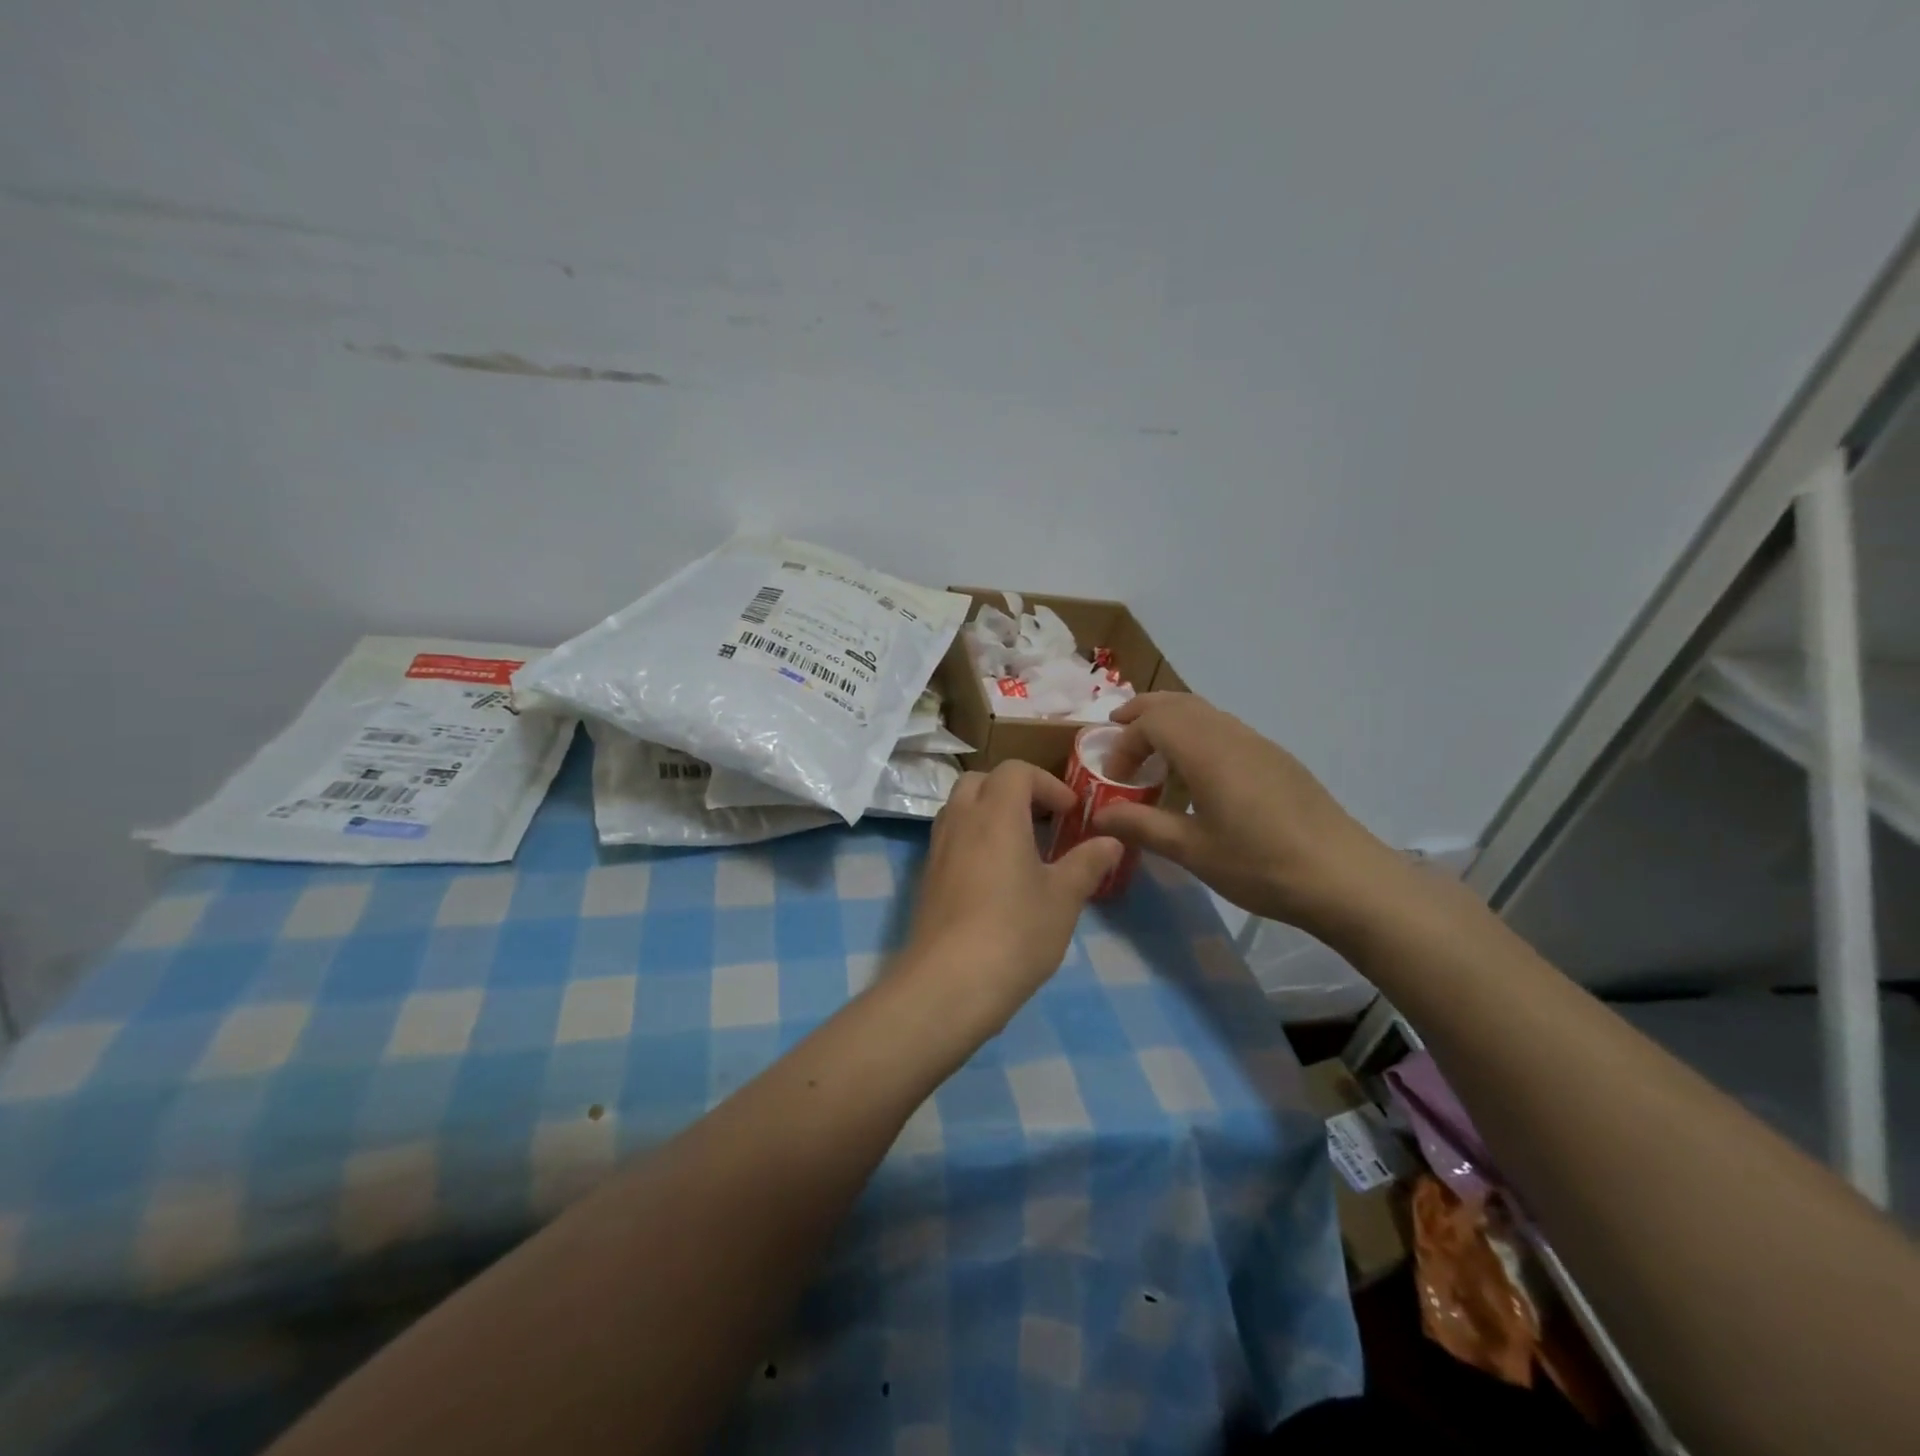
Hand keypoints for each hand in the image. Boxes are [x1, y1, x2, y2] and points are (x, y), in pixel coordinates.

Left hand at [902, 761, 1122, 1037]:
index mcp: (996, 814)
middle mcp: (960, 821)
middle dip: (1013, 790)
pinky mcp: (927, 878)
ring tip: (1020, 847)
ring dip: (989, 812)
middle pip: (980, 780)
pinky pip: (950, 839)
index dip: (1047, 782)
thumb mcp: (1063, 898)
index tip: (1070, 812)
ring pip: (960, 808)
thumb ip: (1087, 863)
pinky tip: (995, 878)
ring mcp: (937, 850)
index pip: (1015, 771)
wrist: (948, 983)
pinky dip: (973, 839)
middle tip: (1043, 820)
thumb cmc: (1014, 932)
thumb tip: (1110, 842)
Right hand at [1093, 694, 1403, 935]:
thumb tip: (1098, 815)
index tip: (1113, 778)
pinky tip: (1198, 774)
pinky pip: (1225, 728)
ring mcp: (1259, 744)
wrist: (1346, 878)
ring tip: (1152, 751)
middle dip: (1142, 711)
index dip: (1124, 742)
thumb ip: (1142, 826)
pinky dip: (1196, 734)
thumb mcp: (1193, 851)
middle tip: (1115, 731)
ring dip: (1170, 720)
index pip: (1152, 722)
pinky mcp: (1277, 759)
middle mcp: (1232, 735)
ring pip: (1205, 712)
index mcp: (1207, 752)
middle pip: (1178, 703)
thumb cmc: (1261, 865)